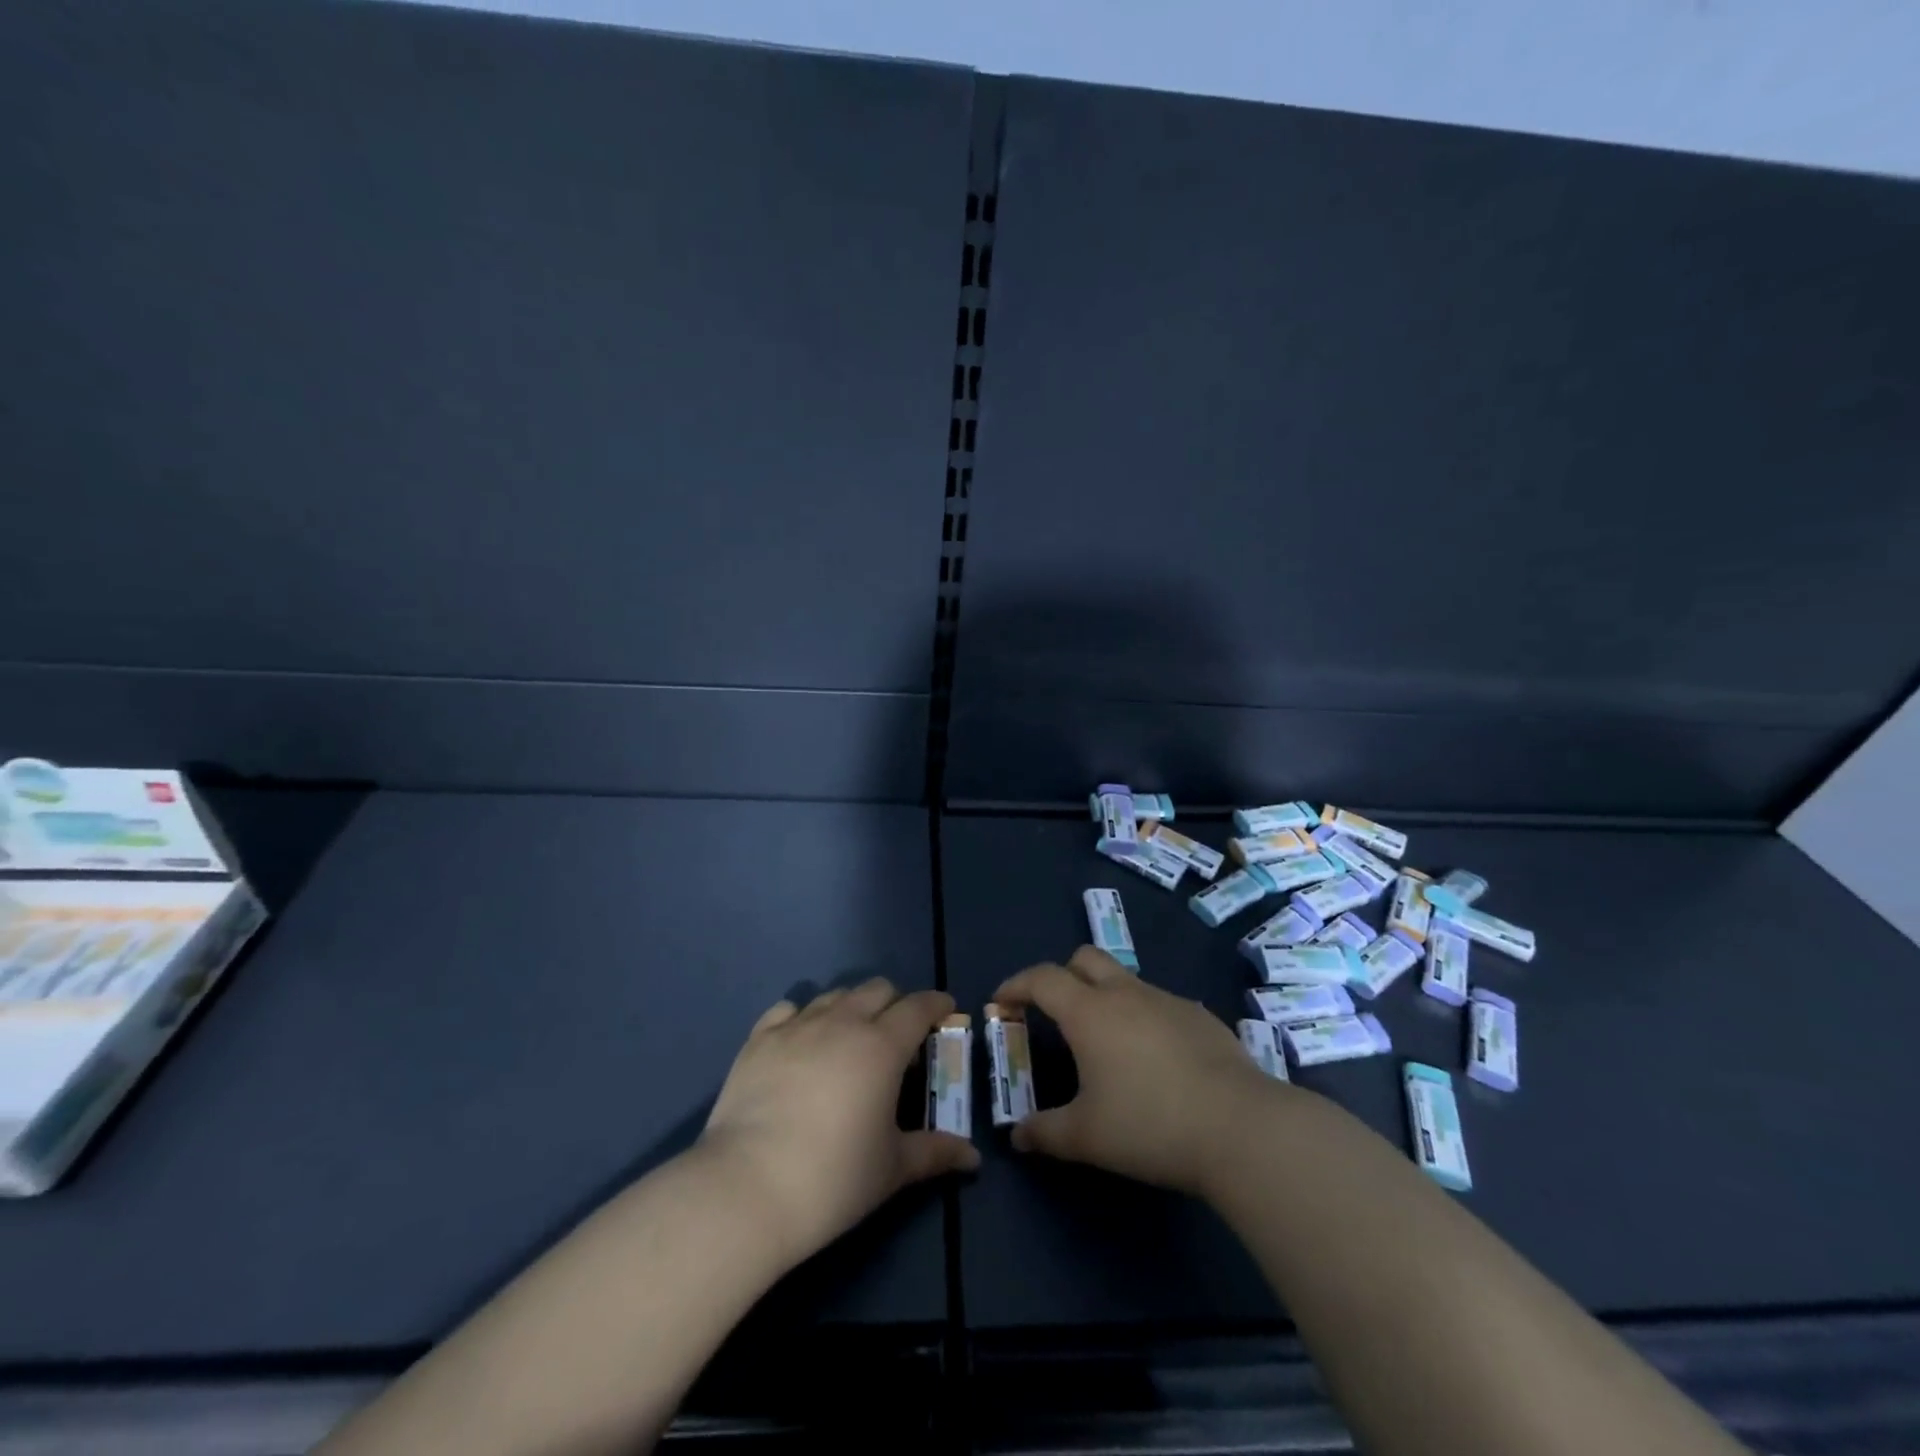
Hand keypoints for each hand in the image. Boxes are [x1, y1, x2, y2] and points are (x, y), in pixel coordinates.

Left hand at [697, 980, 978, 1268]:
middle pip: (877, 989)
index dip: (936, 1004)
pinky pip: (788, 1009)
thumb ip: (935, 1153)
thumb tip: (973, 1158)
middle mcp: (842, 1022)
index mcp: (882, 1046)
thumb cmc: (833, 1179)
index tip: (945, 1011)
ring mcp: (797, 1026)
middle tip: (897, 1036)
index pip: (918, 1007)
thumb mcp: (893, 1169)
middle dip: (895, 1004)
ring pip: (834, 995)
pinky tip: (801, 1043)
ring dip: (851, 1008)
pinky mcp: (759, 1039)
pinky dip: (802, 1018)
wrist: (747, 1188)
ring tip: (849, 1039)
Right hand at [991, 946, 1277, 1196]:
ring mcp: (1167, 1000)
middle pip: (1084, 958)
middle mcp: (1125, 993)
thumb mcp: (1087, 1137)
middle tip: (1054, 1012)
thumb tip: (1017, 1137)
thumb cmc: (1150, 1125)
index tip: (1002, 1002)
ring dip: (1104, 996)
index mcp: (1089, 1012)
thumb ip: (1045, 1133)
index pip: (1042, 978)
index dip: (1016, 985)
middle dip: (1061, 975)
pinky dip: (1143, 1017)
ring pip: (1124, 979)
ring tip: (1106, 1043)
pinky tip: (1154, 1059)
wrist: (1240, 1127)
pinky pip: (1159, 1003)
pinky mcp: (1200, 1016)